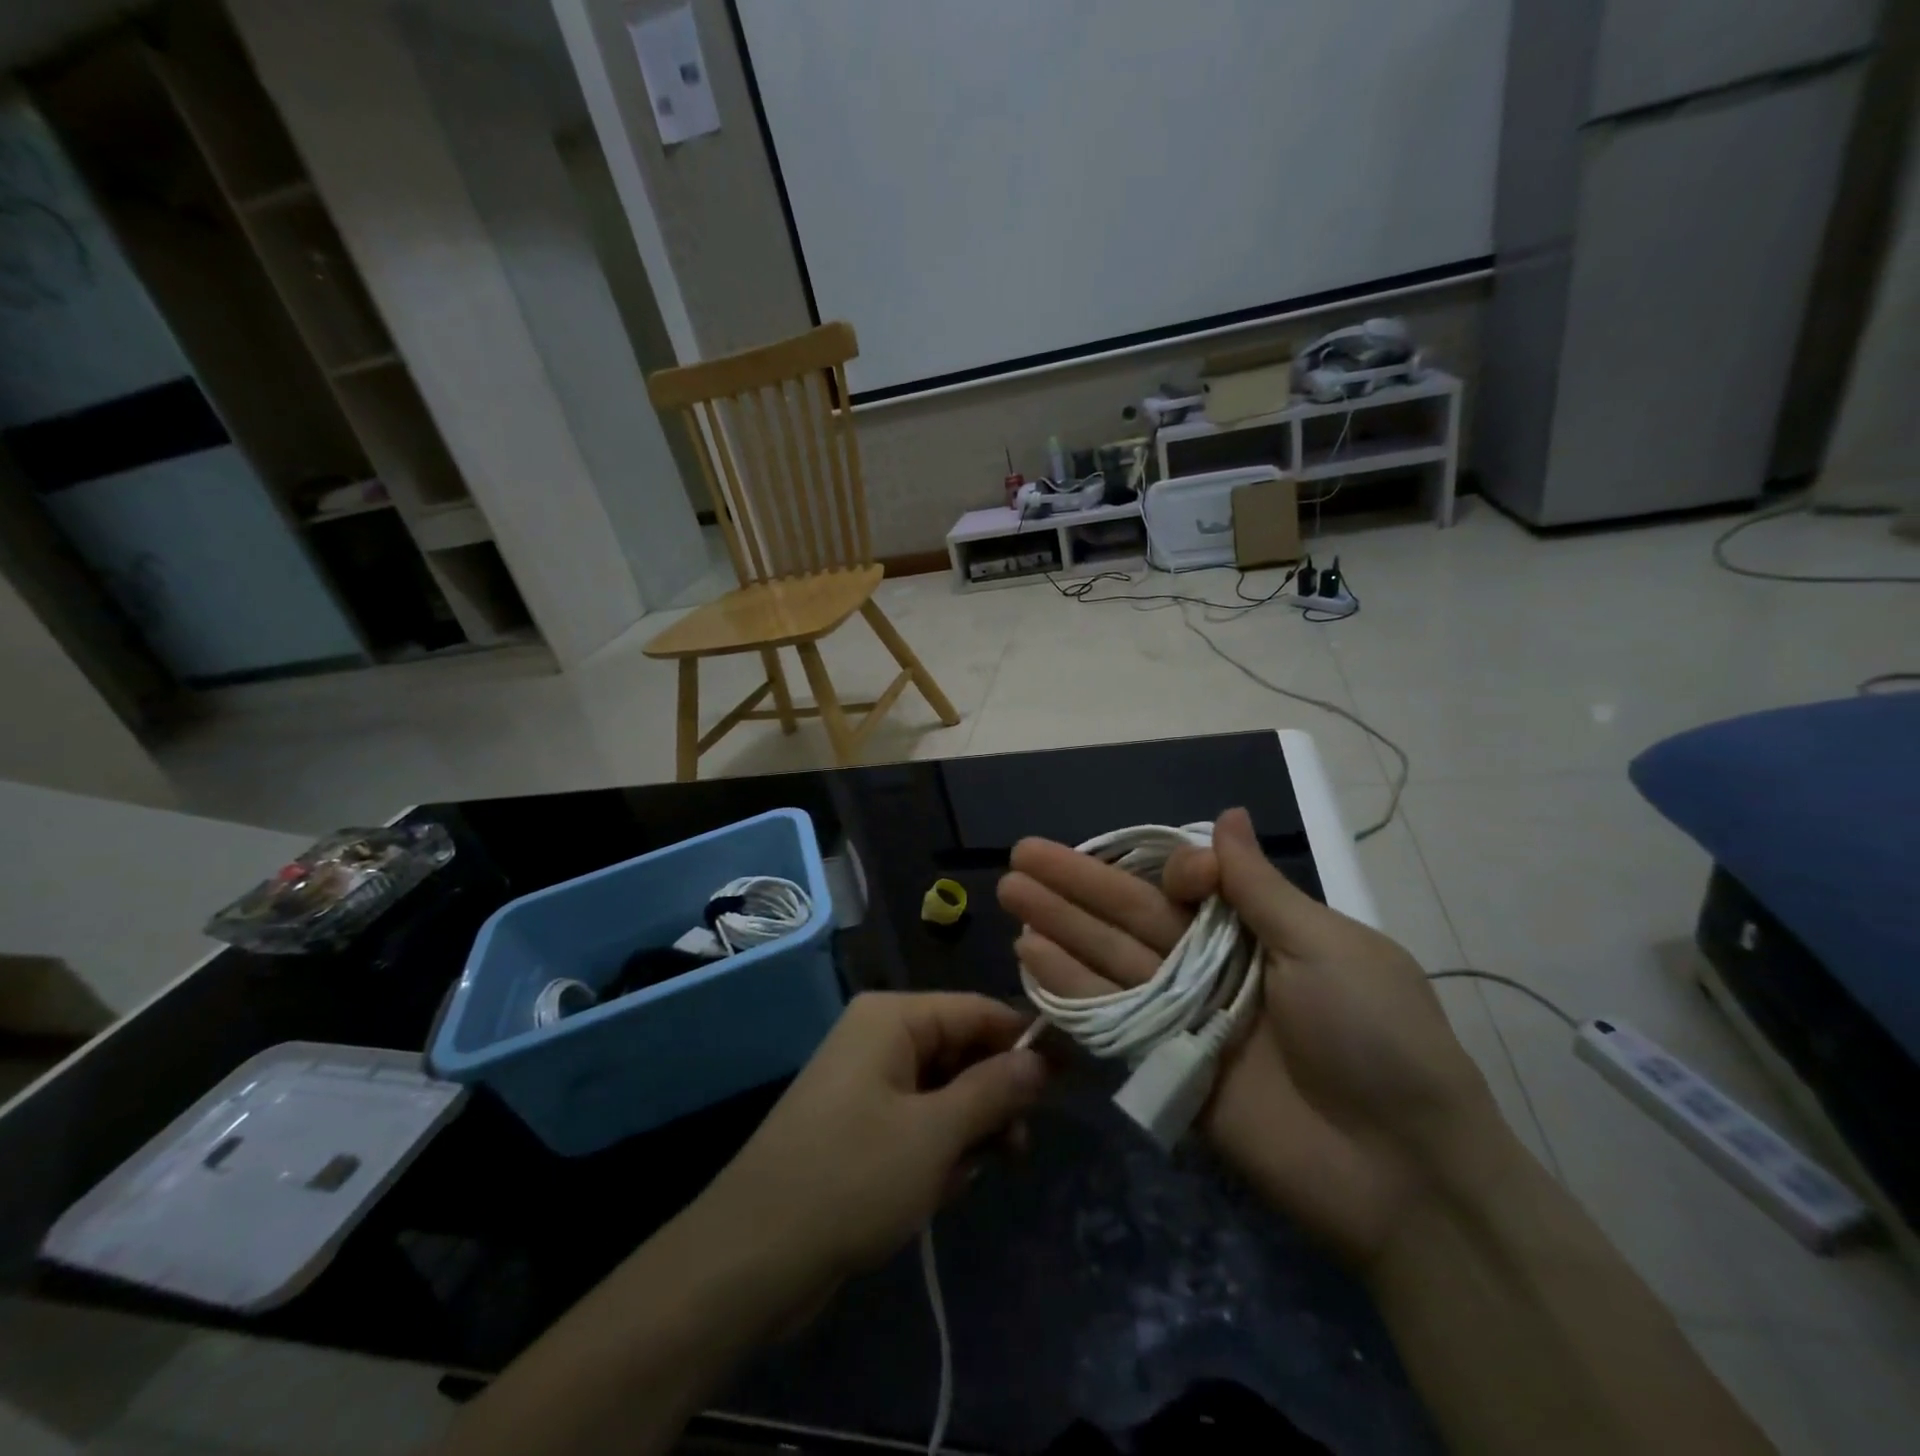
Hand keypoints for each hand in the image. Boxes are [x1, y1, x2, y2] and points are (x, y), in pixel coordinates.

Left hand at [703, 992, 1047, 1287]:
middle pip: (961, 1049)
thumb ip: (994, 1089)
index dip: (1023, 1040)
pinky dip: (938, 1149)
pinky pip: (919, 1120)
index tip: (1069, 1077)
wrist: (751, 1258)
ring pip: (944, 1090)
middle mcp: (879, 1037)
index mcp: (892, 1018)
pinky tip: (942, 1188)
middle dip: (993, 1095)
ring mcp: (868, 1082)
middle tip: (1020, 1144)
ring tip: (977, 1172)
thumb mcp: (935, 1134)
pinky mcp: (860, 1125)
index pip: (976, 1009)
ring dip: (968, 1129)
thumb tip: (1041, 1059)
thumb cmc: (851, 1178)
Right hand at [998, 807, 1506, 1269]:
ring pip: (1112, 959)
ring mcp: (1186, 1016)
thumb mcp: (1328, 947)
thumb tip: (1228, 814)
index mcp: (1259, 931)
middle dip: (1077, 884)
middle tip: (1021, 854)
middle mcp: (1214, 966)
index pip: (1191, 886)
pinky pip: (1112, 1017)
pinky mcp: (1166, 1065)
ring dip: (1061, 925)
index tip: (1181, 877)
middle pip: (1133, 915)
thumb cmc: (1374, 1038)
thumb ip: (1259, 886)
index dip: (1172, 871)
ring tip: (1011, 893)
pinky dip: (1070, 987)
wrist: (1402, 1173)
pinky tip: (1029, 955)